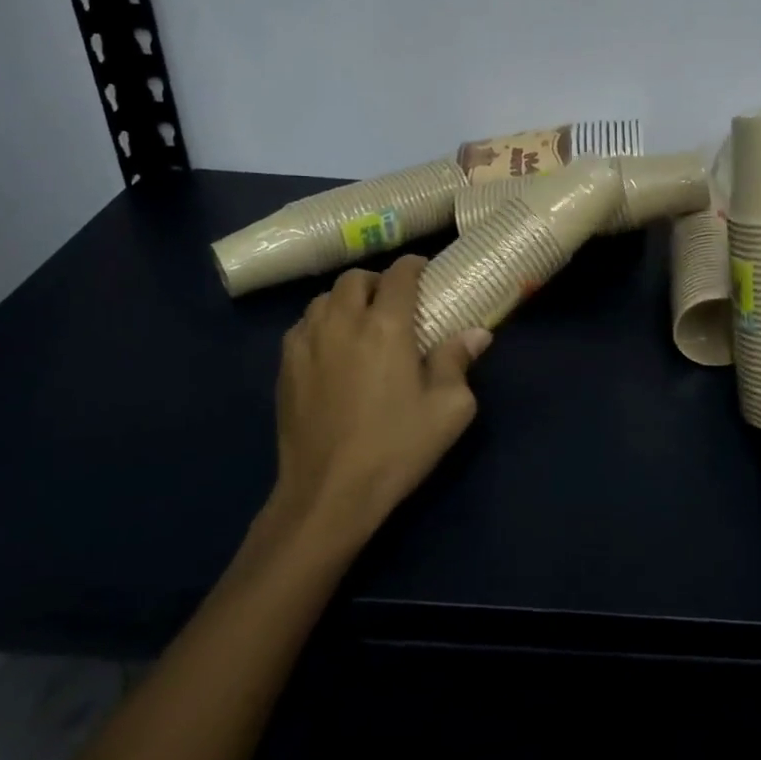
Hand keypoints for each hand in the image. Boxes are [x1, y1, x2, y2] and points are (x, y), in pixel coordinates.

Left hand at [266, 255, 491, 553]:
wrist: (328, 494)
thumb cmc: (397, 448)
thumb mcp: (449, 409)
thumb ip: (459, 362)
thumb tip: (476, 334)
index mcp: (386, 326)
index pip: (399, 275)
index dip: (414, 266)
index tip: (425, 272)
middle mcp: (342, 322)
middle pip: (355, 279)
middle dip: (377, 281)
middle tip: (394, 301)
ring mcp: (307, 343)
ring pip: (323, 299)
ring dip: (345, 301)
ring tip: (360, 322)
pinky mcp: (285, 367)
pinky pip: (302, 326)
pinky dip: (320, 324)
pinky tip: (332, 349)